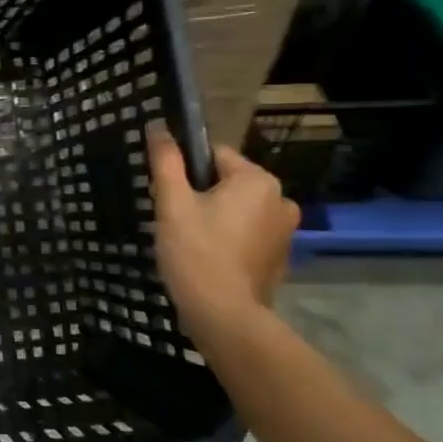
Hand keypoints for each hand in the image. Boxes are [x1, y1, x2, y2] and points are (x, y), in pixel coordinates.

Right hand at [146, 121, 298, 333]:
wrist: (223, 315)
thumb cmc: (195, 252)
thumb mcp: (172, 203)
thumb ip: (166, 161)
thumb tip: (157, 126)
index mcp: (257, 180)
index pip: (214, 156)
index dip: (185, 172)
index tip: (169, 197)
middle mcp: (280, 199)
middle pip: (228, 183)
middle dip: (201, 196)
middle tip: (175, 222)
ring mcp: (285, 232)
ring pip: (238, 210)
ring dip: (215, 218)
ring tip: (190, 243)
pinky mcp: (280, 258)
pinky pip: (248, 235)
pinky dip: (229, 240)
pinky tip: (209, 260)